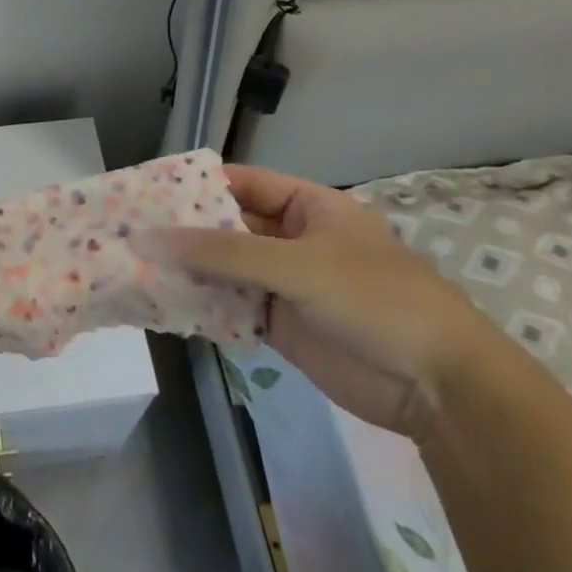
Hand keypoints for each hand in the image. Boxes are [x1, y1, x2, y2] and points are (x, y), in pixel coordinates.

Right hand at [141, 165, 510, 439]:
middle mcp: (294, 239)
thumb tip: (153, 237)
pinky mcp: (283, 325)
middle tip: (132, 232)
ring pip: (228, 269)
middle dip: (187, 231)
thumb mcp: (297, 265)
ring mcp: (288, 284)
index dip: (198, 185)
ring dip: (192, 270)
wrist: (439, 388)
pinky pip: (235, 307)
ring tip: (138, 268)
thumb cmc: (374, 299)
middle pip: (230, 227)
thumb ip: (224, 252)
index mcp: (308, 206)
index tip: (150, 191)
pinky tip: (168, 304)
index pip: (242, 183)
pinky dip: (206, 306)